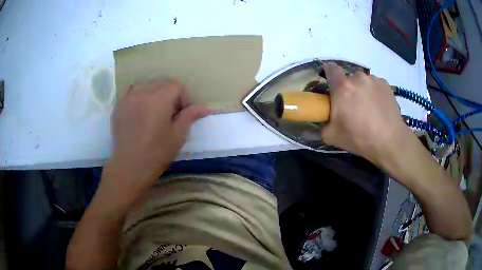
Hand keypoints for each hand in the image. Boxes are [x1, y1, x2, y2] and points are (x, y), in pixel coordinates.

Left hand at [103, 79, 210, 196]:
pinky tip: (140, 108)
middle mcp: (143, 92)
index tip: (182, 114)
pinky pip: (131, 90)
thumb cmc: (156, 154)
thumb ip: (189, 116)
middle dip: (170, 95)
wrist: (129, 167)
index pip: (176, 85)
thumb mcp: (178, 136)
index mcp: (160, 99)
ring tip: (154, 112)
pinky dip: (139, 94)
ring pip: (147, 85)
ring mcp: (128, 98)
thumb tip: (204, 108)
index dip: (183, 98)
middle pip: (162, 83)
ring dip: (155, 94)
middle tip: (170, 115)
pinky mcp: (119, 105)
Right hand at [321, 62, 410, 165]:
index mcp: (342, 87)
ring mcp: (374, 80)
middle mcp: (358, 78)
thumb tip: (324, 122)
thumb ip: (323, 125)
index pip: (330, 68)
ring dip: (363, 90)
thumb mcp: (332, 137)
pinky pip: (376, 85)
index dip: (329, 73)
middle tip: (353, 106)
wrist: (389, 141)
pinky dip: (375, 93)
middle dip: (349, 89)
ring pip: (364, 82)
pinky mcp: (386, 85)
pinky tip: (380, 108)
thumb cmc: (359, 137)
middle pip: (349, 78)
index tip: (331, 83)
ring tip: (370, 109)